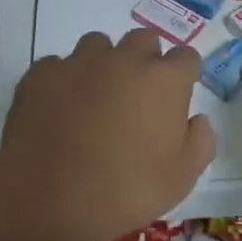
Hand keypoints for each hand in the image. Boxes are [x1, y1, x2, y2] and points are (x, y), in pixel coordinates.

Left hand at [0, 28, 215, 240]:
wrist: (49, 200)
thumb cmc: (127, 191)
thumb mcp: (182, 178)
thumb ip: (200, 141)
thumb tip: (196, 119)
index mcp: (164, 80)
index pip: (186, 57)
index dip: (184, 76)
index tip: (176, 97)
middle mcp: (124, 59)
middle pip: (144, 40)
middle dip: (146, 60)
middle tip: (137, 96)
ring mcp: (79, 63)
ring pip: (98, 45)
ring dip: (104, 64)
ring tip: (95, 98)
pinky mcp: (41, 75)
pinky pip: (58, 65)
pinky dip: (64, 81)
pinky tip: (59, 109)